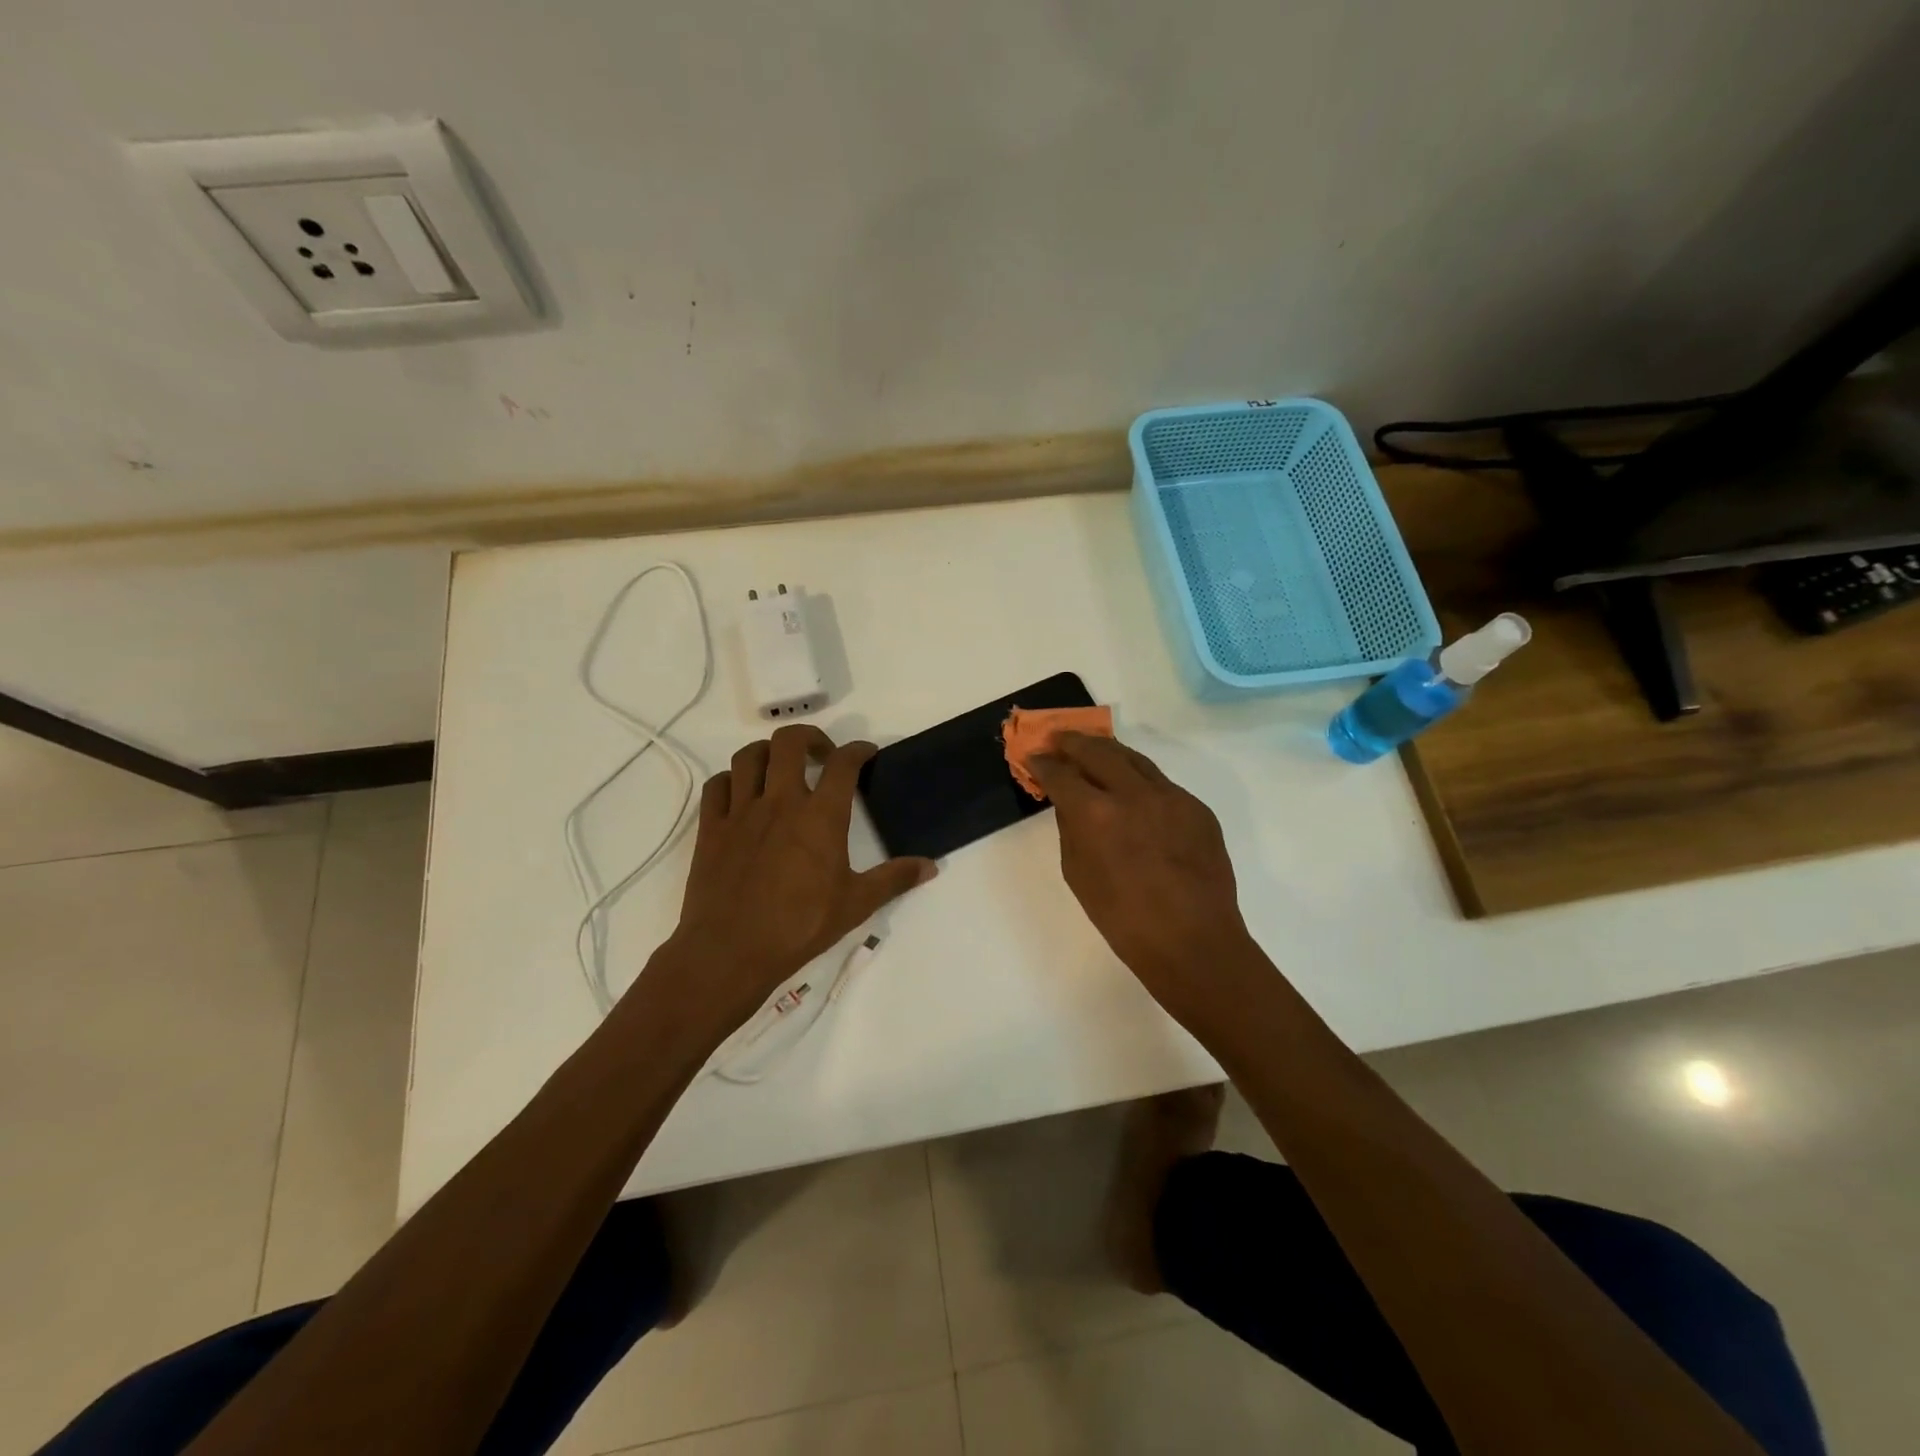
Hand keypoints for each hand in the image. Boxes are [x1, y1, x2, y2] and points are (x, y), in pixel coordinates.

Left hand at [657, 725, 935, 1033]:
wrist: (731, 951)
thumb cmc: (800, 926)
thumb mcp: (856, 904)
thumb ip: (894, 879)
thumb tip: (931, 866)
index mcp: (820, 816)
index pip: (843, 763)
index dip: (858, 750)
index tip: (865, 754)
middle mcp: (780, 801)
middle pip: (790, 741)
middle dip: (810, 737)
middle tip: (822, 755)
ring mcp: (741, 811)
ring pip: (749, 756)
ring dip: (768, 752)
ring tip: (781, 768)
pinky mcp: (711, 827)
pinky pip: (717, 785)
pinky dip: (732, 780)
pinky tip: (742, 794)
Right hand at [1029, 734, 1259, 1023]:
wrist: (1193, 941)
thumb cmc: (1123, 919)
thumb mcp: (1079, 874)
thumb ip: (1071, 829)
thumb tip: (1071, 803)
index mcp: (1096, 814)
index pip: (1062, 773)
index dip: (1043, 763)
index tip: (1034, 757)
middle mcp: (1134, 794)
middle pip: (1098, 750)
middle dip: (1073, 742)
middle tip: (1058, 739)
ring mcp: (1171, 796)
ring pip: (1134, 758)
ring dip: (1108, 751)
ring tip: (1092, 749)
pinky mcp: (1197, 807)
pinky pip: (1161, 783)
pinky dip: (1139, 779)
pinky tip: (1132, 790)